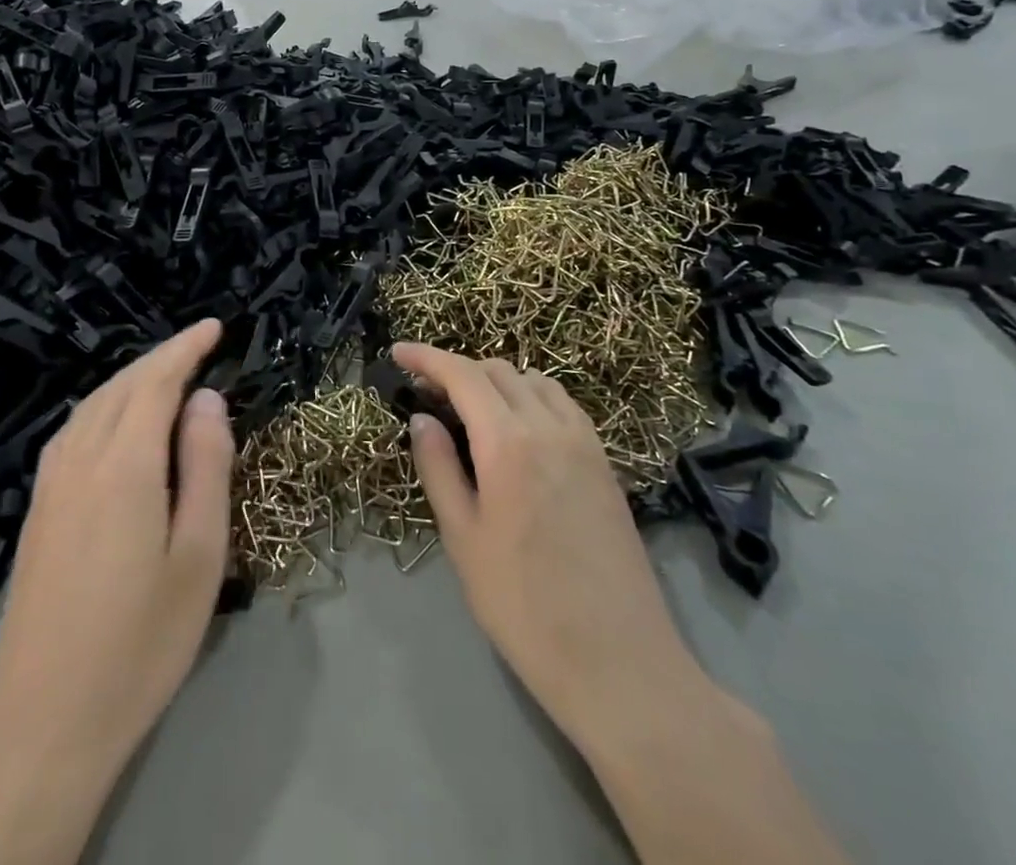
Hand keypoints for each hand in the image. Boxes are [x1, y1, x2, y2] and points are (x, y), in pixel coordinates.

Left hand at [0, 320, 232, 864]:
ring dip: (131, 378)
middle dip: (161, 357)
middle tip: (199, 344)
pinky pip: (73, 430)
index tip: (214, 327)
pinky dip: (104, 405)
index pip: (156, 381)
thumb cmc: (141, 641)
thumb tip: (206, 398)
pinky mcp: (38, 510)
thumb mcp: (200, 556)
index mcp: (124, 465)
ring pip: (93, 404)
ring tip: (167, 374)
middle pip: (122, 385)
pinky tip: (117, 421)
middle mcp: (80, 460)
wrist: (45, 721)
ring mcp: (50, 485)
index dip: (185, 348)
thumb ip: (207, 466)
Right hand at [397, 343, 713, 768]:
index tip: (397, 352)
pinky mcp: (604, 462)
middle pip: (498, 370)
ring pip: (534, 381)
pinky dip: (532, 396)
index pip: (462, 375)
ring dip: (497, 379)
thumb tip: (422, 419)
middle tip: (427, 393)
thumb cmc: (523, 605)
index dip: (426, 357)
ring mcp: (584, 441)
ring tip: (471, 408)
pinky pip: (563, 404)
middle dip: (458, 370)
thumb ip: (439, 468)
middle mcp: (549, 426)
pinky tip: (519, 428)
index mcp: (508, 442)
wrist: (617, 662)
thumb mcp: (463, 539)